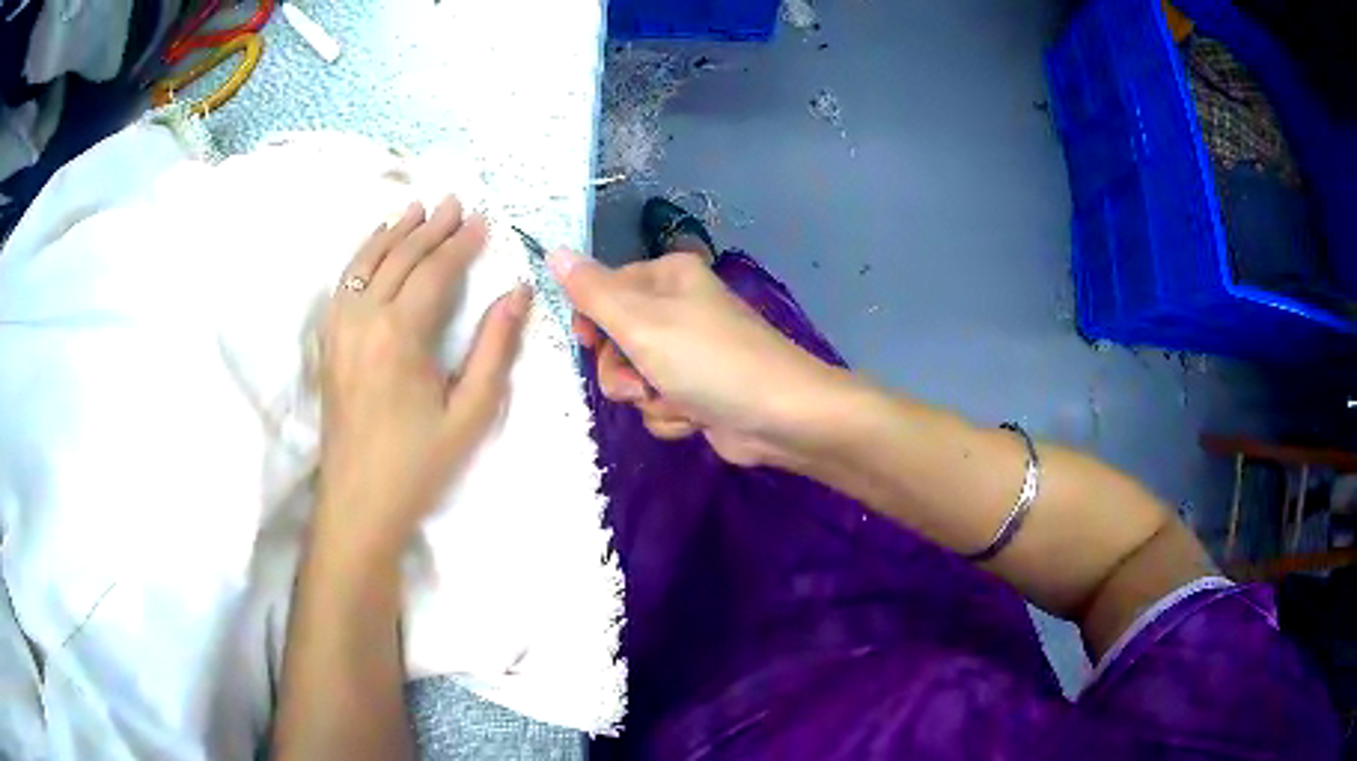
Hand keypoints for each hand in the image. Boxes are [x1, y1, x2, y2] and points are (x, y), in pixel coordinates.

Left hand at [317, 197, 530, 556]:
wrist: (359, 503)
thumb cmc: (419, 464)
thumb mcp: (470, 414)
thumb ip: (495, 349)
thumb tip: (516, 292)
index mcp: (399, 336)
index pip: (434, 272)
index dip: (460, 244)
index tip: (483, 220)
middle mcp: (363, 320)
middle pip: (399, 258)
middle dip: (430, 228)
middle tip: (455, 203)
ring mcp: (339, 329)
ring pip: (366, 263)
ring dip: (393, 232)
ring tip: (416, 209)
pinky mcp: (328, 343)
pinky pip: (344, 284)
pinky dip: (362, 255)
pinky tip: (374, 246)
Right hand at [548, 250, 831, 466]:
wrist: (778, 416)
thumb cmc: (707, 360)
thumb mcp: (639, 321)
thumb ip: (590, 291)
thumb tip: (553, 250)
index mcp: (667, 277)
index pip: (603, 290)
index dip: (591, 323)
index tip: (589, 342)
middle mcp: (678, 307)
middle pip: (615, 339)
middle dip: (622, 371)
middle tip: (642, 380)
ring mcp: (689, 351)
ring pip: (634, 376)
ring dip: (648, 397)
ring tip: (677, 399)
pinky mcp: (699, 389)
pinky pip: (659, 401)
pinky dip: (671, 414)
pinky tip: (696, 417)